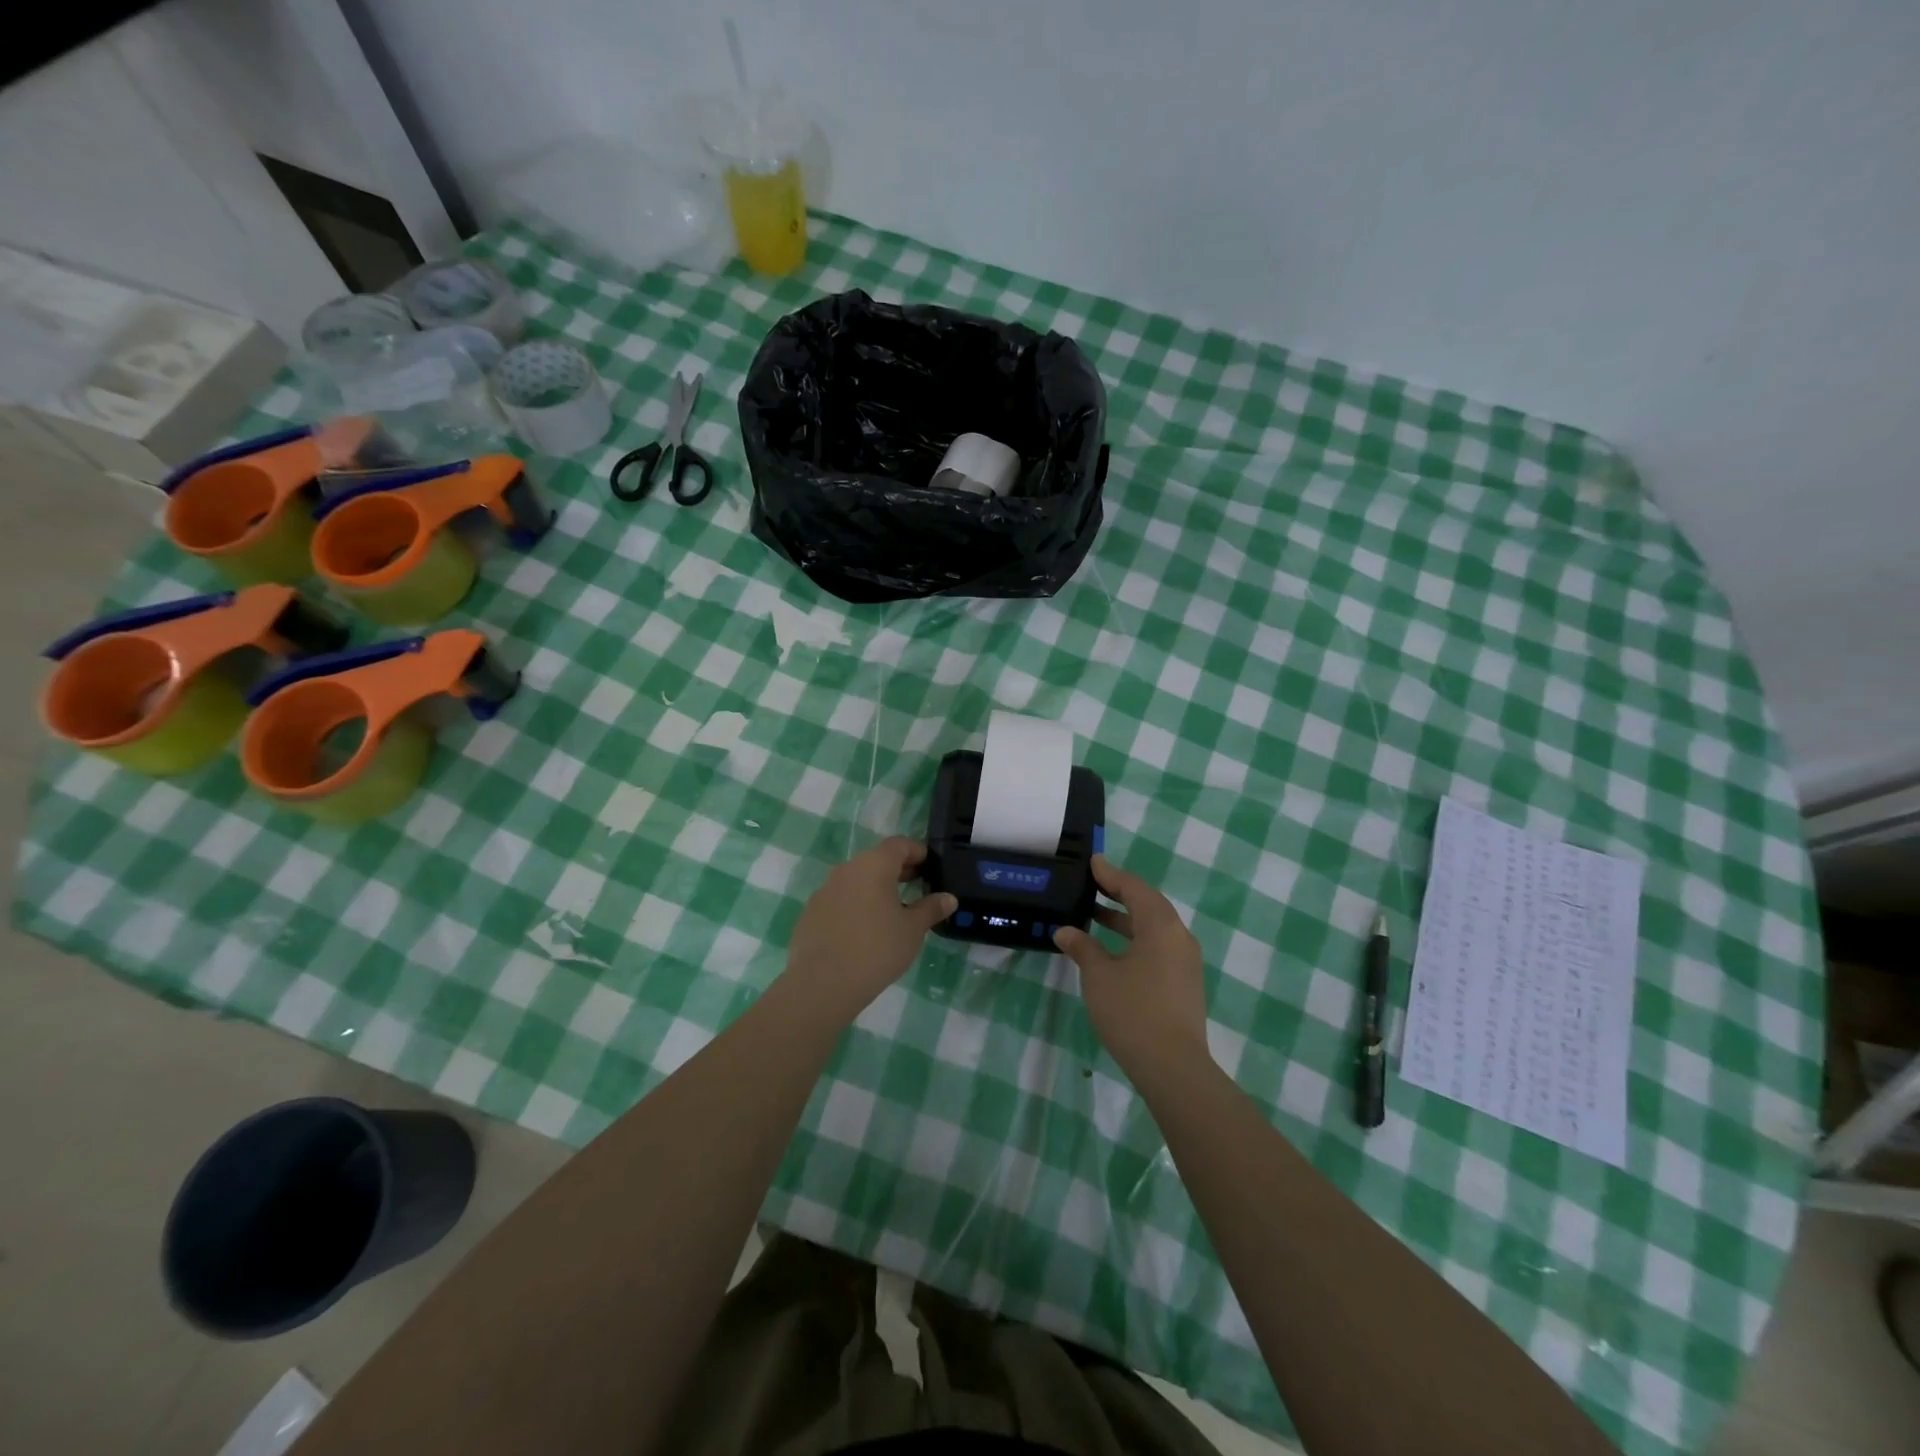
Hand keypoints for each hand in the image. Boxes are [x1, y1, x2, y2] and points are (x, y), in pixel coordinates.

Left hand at [784, 837, 957, 1022]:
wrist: (822, 984)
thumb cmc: (877, 949)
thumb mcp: (912, 930)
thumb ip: (931, 909)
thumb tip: (948, 898)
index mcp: (874, 865)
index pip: (899, 844)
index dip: (917, 852)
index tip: (930, 868)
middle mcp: (847, 870)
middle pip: (876, 860)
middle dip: (898, 870)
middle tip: (917, 888)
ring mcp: (825, 890)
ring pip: (856, 880)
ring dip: (875, 888)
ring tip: (892, 912)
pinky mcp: (811, 912)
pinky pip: (840, 899)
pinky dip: (855, 905)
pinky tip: (863, 931)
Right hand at [1054, 855, 1208, 1080]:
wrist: (1173, 1067)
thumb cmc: (1132, 1012)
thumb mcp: (1099, 976)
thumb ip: (1082, 948)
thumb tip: (1065, 931)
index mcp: (1161, 926)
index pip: (1134, 889)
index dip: (1111, 875)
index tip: (1093, 862)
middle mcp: (1179, 937)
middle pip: (1148, 904)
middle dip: (1119, 893)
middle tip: (1092, 884)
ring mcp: (1185, 962)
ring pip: (1154, 928)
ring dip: (1125, 919)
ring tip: (1094, 915)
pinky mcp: (1183, 983)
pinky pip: (1158, 947)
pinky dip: (1135, 938)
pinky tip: (1113, 950)